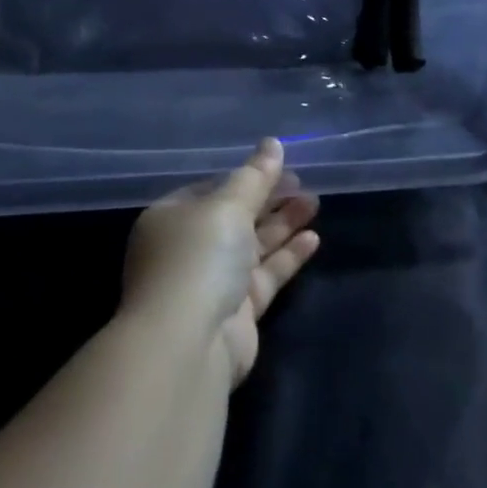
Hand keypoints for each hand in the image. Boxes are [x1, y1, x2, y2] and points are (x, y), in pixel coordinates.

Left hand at [120, 138, 320, 388]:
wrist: (188, 344)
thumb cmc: (198, 258)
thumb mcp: (227, 205)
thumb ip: (255, 176)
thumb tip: (273, 143)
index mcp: (171, 218)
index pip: (210, 189)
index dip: (244, 177)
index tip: (279, 165)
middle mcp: (188, 249)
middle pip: (235, 217)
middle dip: (268, 199)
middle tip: (303, 181)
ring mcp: (212, 283)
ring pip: (253, 246)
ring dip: (283, 224)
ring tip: (315, 202)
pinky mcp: (237, 313)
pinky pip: (265, 275)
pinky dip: (287, 256)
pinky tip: (314, 238)